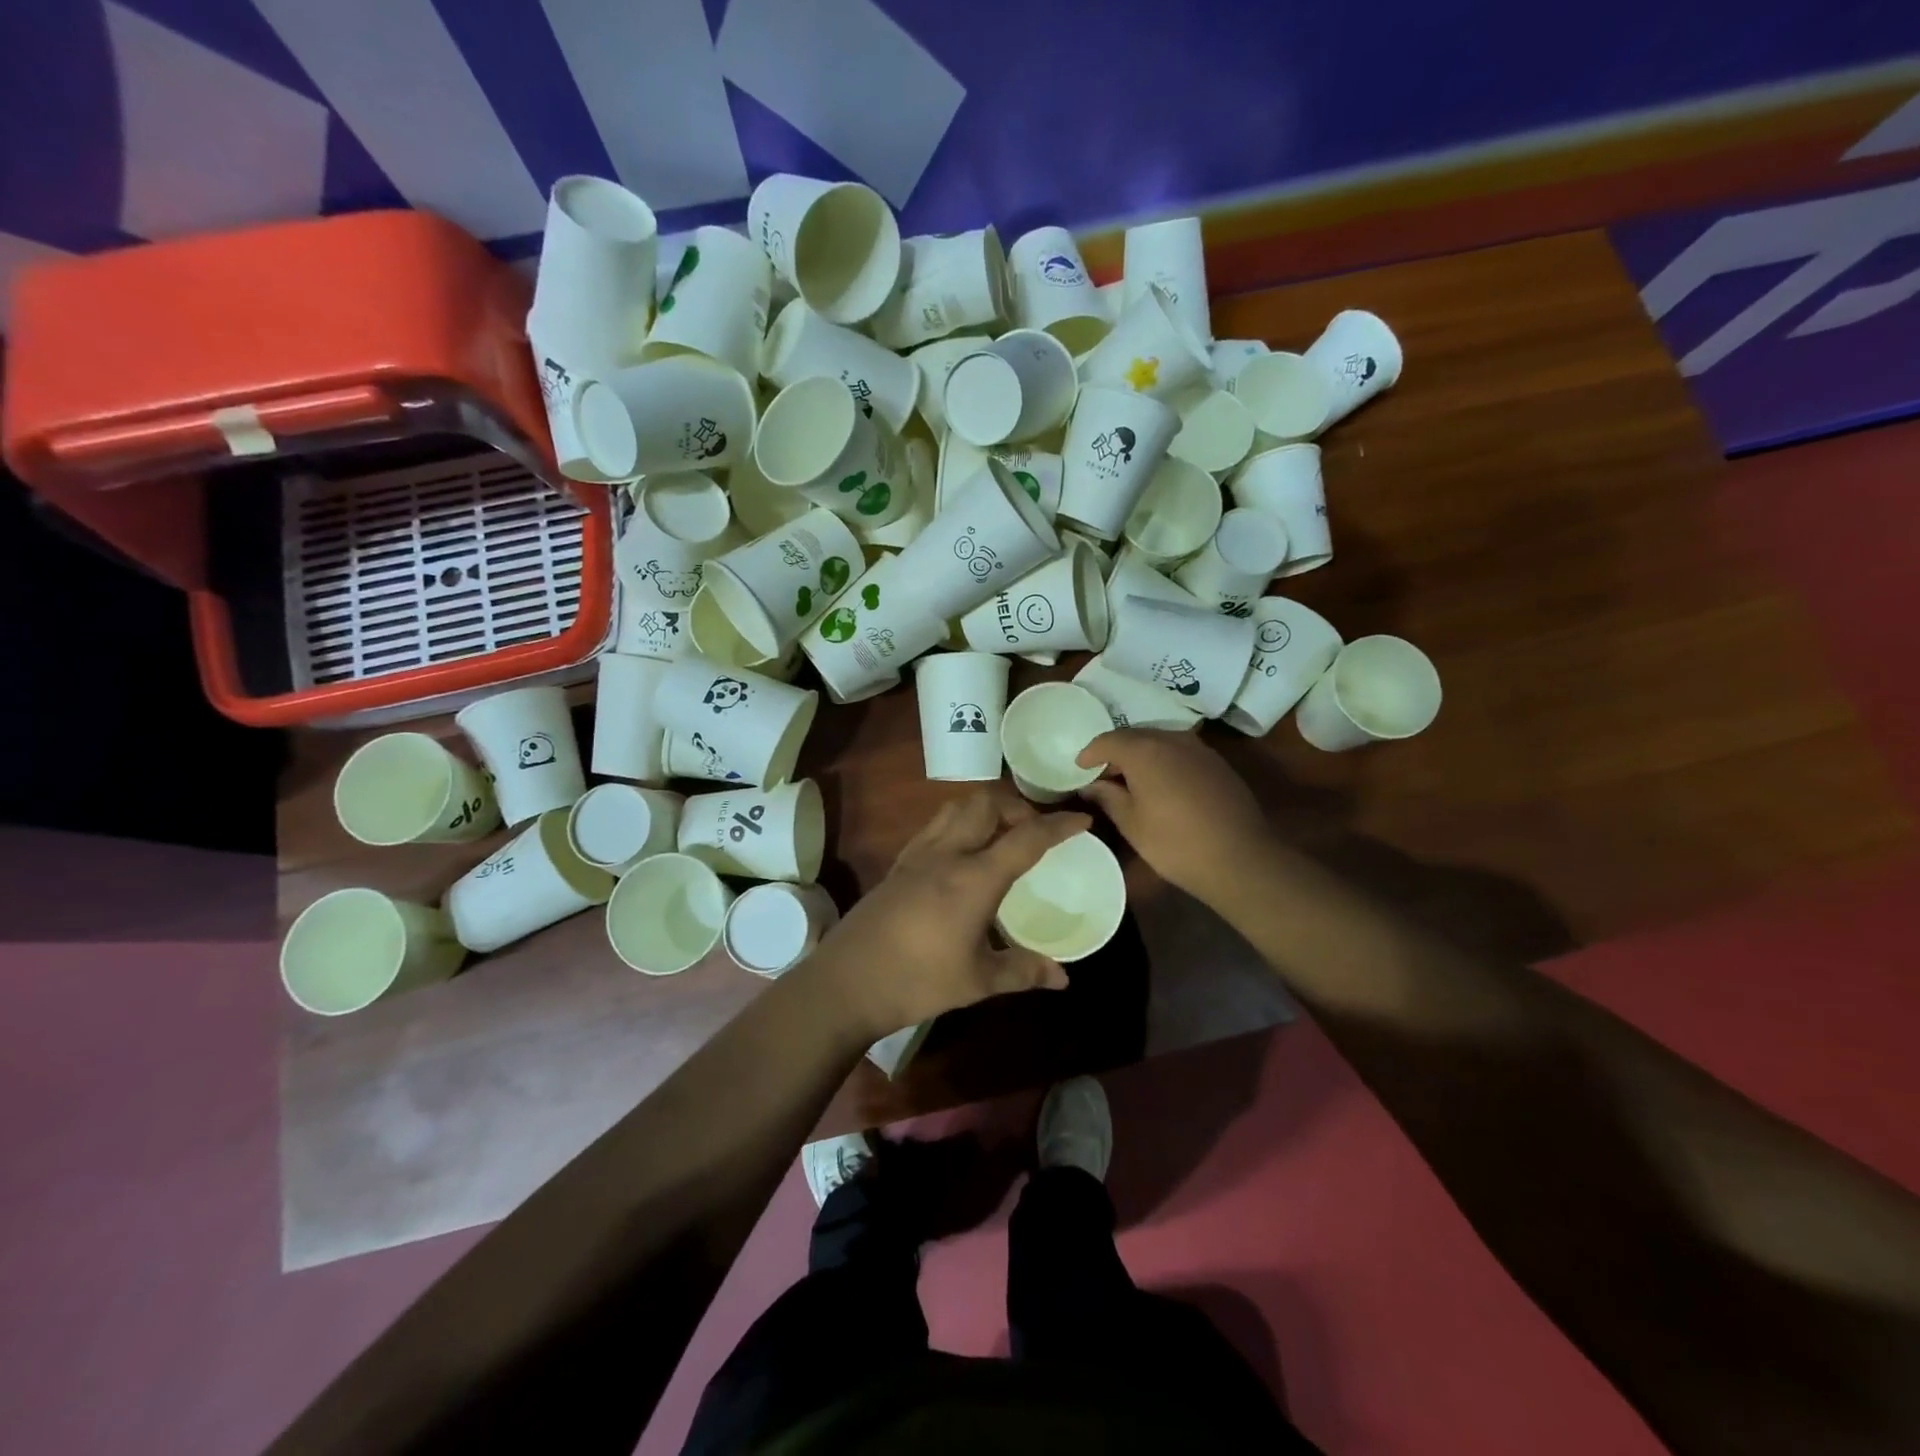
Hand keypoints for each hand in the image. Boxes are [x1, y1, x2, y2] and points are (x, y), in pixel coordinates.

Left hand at [808, 791, 1089, 1041]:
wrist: (847, 982)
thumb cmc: (917, 981)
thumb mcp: (978, 981)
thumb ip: (1023, 971)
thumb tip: (1063, 978)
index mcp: (974, 878)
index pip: (1026, 838)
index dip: (1058, 825)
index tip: (1082, 820)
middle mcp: (947, 853)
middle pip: (987, 804)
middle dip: (1018, 807)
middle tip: (1035, 831)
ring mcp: (918, 854)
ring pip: (957, 807)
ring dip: (985, 809)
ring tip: (1001, 835)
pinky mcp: (898, 863)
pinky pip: (935, 825)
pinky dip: (959, 823)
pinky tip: (961, 853)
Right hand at [1075, 729, 1273, 900]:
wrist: (1240, 858)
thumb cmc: (1176, 843)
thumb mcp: (1132, 824)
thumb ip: (1109, 797)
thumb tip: (1092, 785)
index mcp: (1145, 751)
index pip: (1109, 740)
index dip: (1091, 753)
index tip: (1079, 767)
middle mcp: (1172, 739)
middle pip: (1136, 735)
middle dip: (1116, 751)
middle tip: (1103, 774)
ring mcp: (1199, 749)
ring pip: (1161, 741)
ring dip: (1142, 754)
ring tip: (1131, 779)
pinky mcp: (1217, 763)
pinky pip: (1181, 752)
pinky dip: (1165, 760)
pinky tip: (1162, 784)